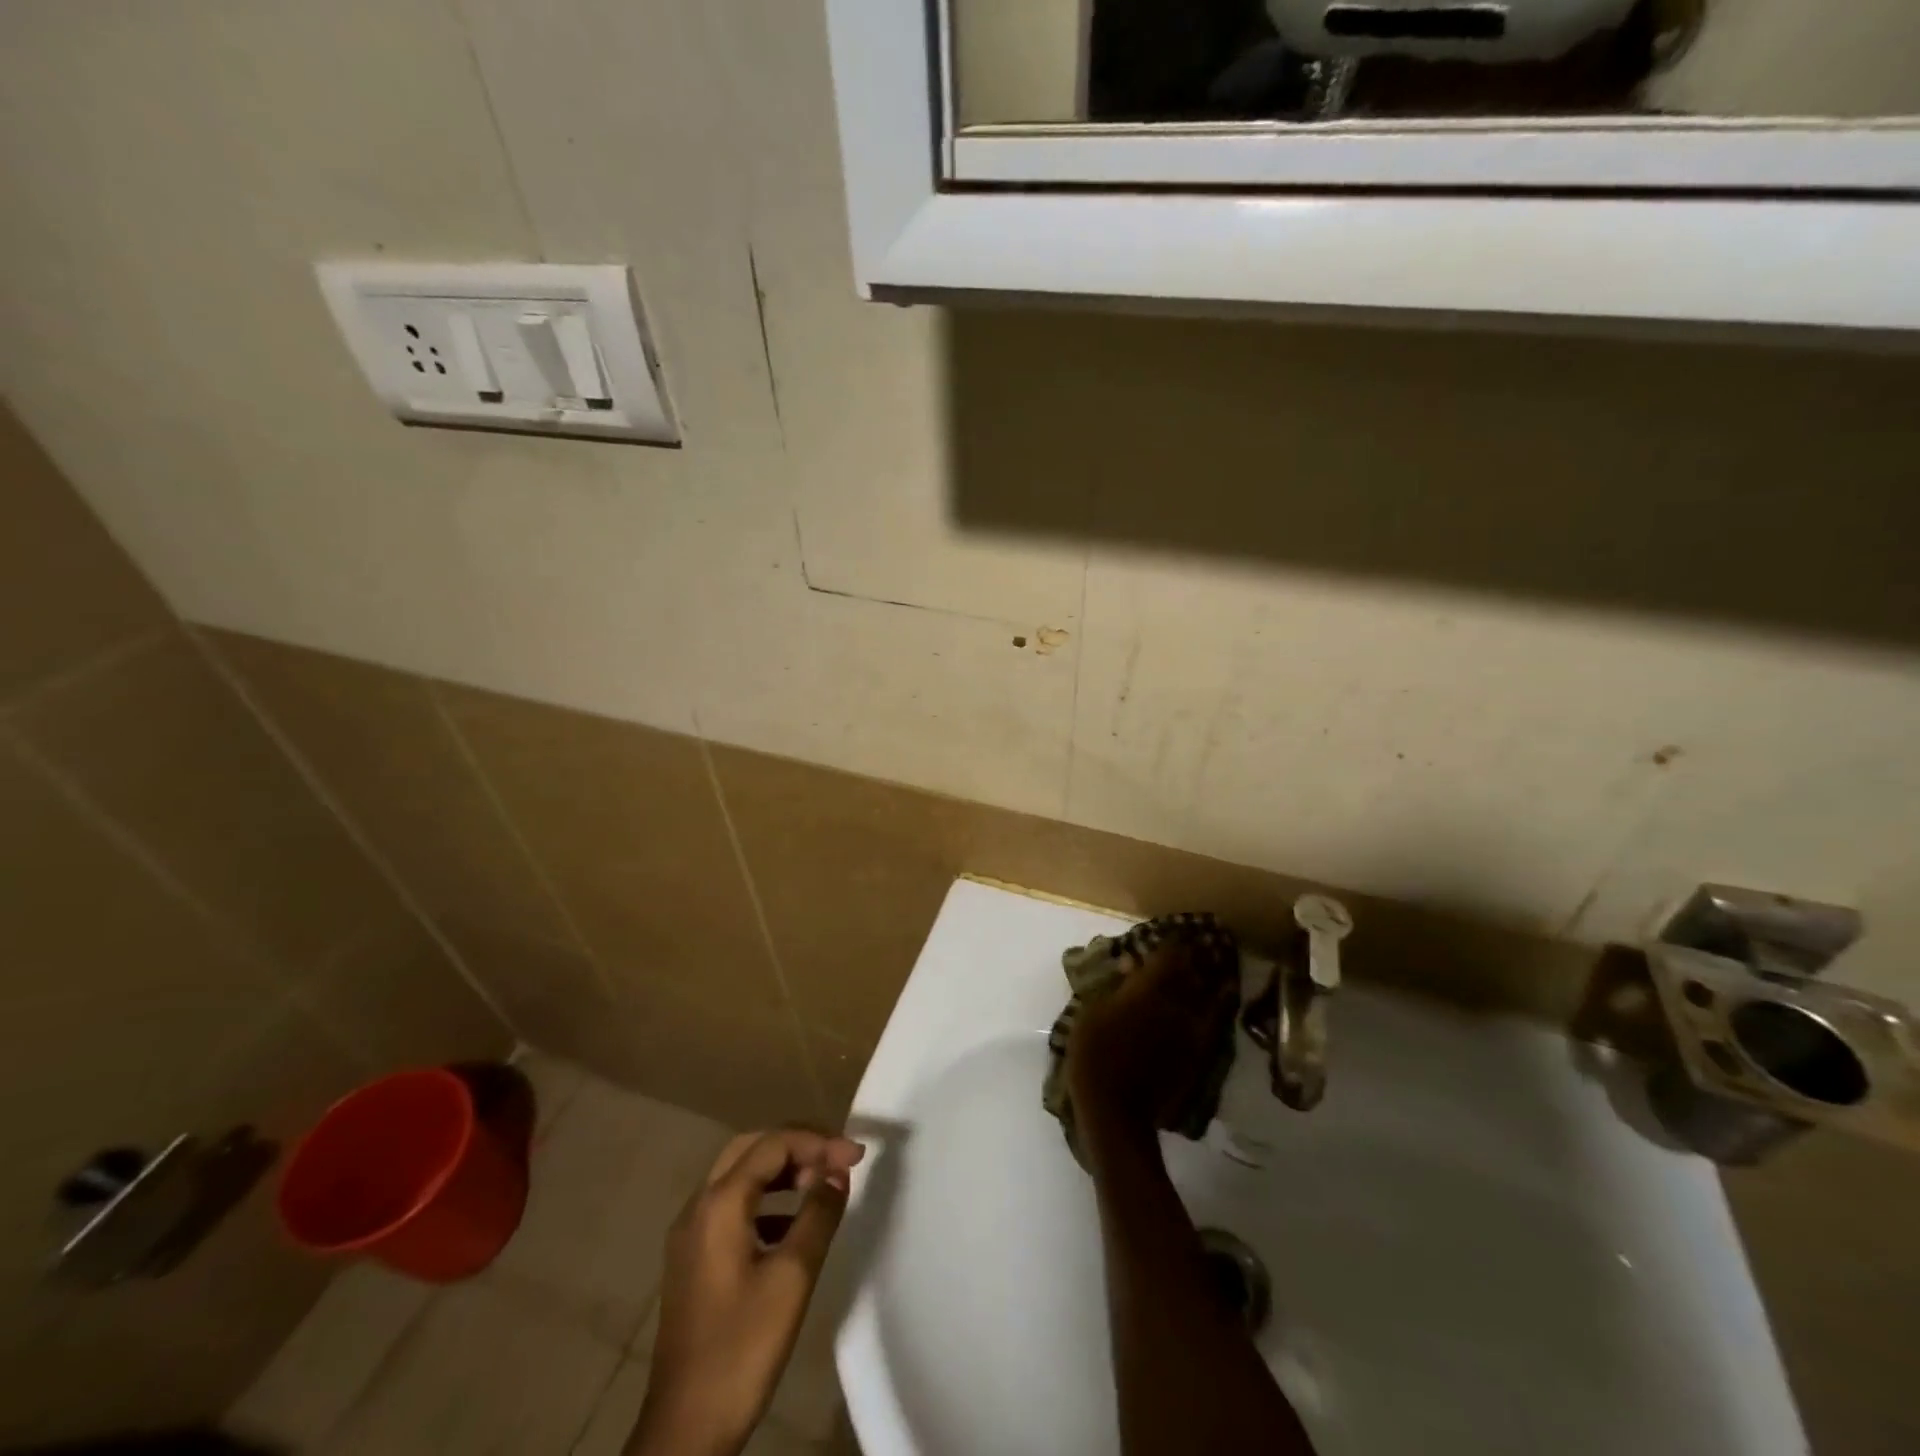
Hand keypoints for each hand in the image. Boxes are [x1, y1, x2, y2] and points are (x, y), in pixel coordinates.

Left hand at [631, 1129, 865, 1455]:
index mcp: (719, 1203)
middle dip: (797, 1147)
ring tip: (820, 1185)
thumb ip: (818, 1214)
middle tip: (836, 1159)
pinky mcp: (692, 1260)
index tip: (857, 1156)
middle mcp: (698, 1207)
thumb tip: (838, 1172)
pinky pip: (732, 1207)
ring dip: (781, 1171)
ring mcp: (690, 1234)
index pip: (773, 1145)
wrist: (685, 1430)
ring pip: (740, 1177)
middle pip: (752, 1150)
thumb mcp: (792, 1277)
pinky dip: (765, 1200)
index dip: (818, 1142)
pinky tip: (792, 1226)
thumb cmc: (742, 1348)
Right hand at [1067, 941, 1236, 1153]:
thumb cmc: (1094, 1055)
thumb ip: (1115, 985)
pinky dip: (1223, 1001)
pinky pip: (1217, 1018)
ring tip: (1217, 957)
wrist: (1117, 1110)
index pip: (1168, 955)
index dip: (1174, 941)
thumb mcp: (1091, 1012)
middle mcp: (1175, 1002)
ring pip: (1210, 990)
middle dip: (1196, 952)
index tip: (1176, 930)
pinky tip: (1226, 990)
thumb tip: (1131, 963)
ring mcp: (1191, 1027)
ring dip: (1213, 972)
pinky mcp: (1200, 1050)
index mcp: (1146, 989)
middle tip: (1200, 939)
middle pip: (1193, 969)